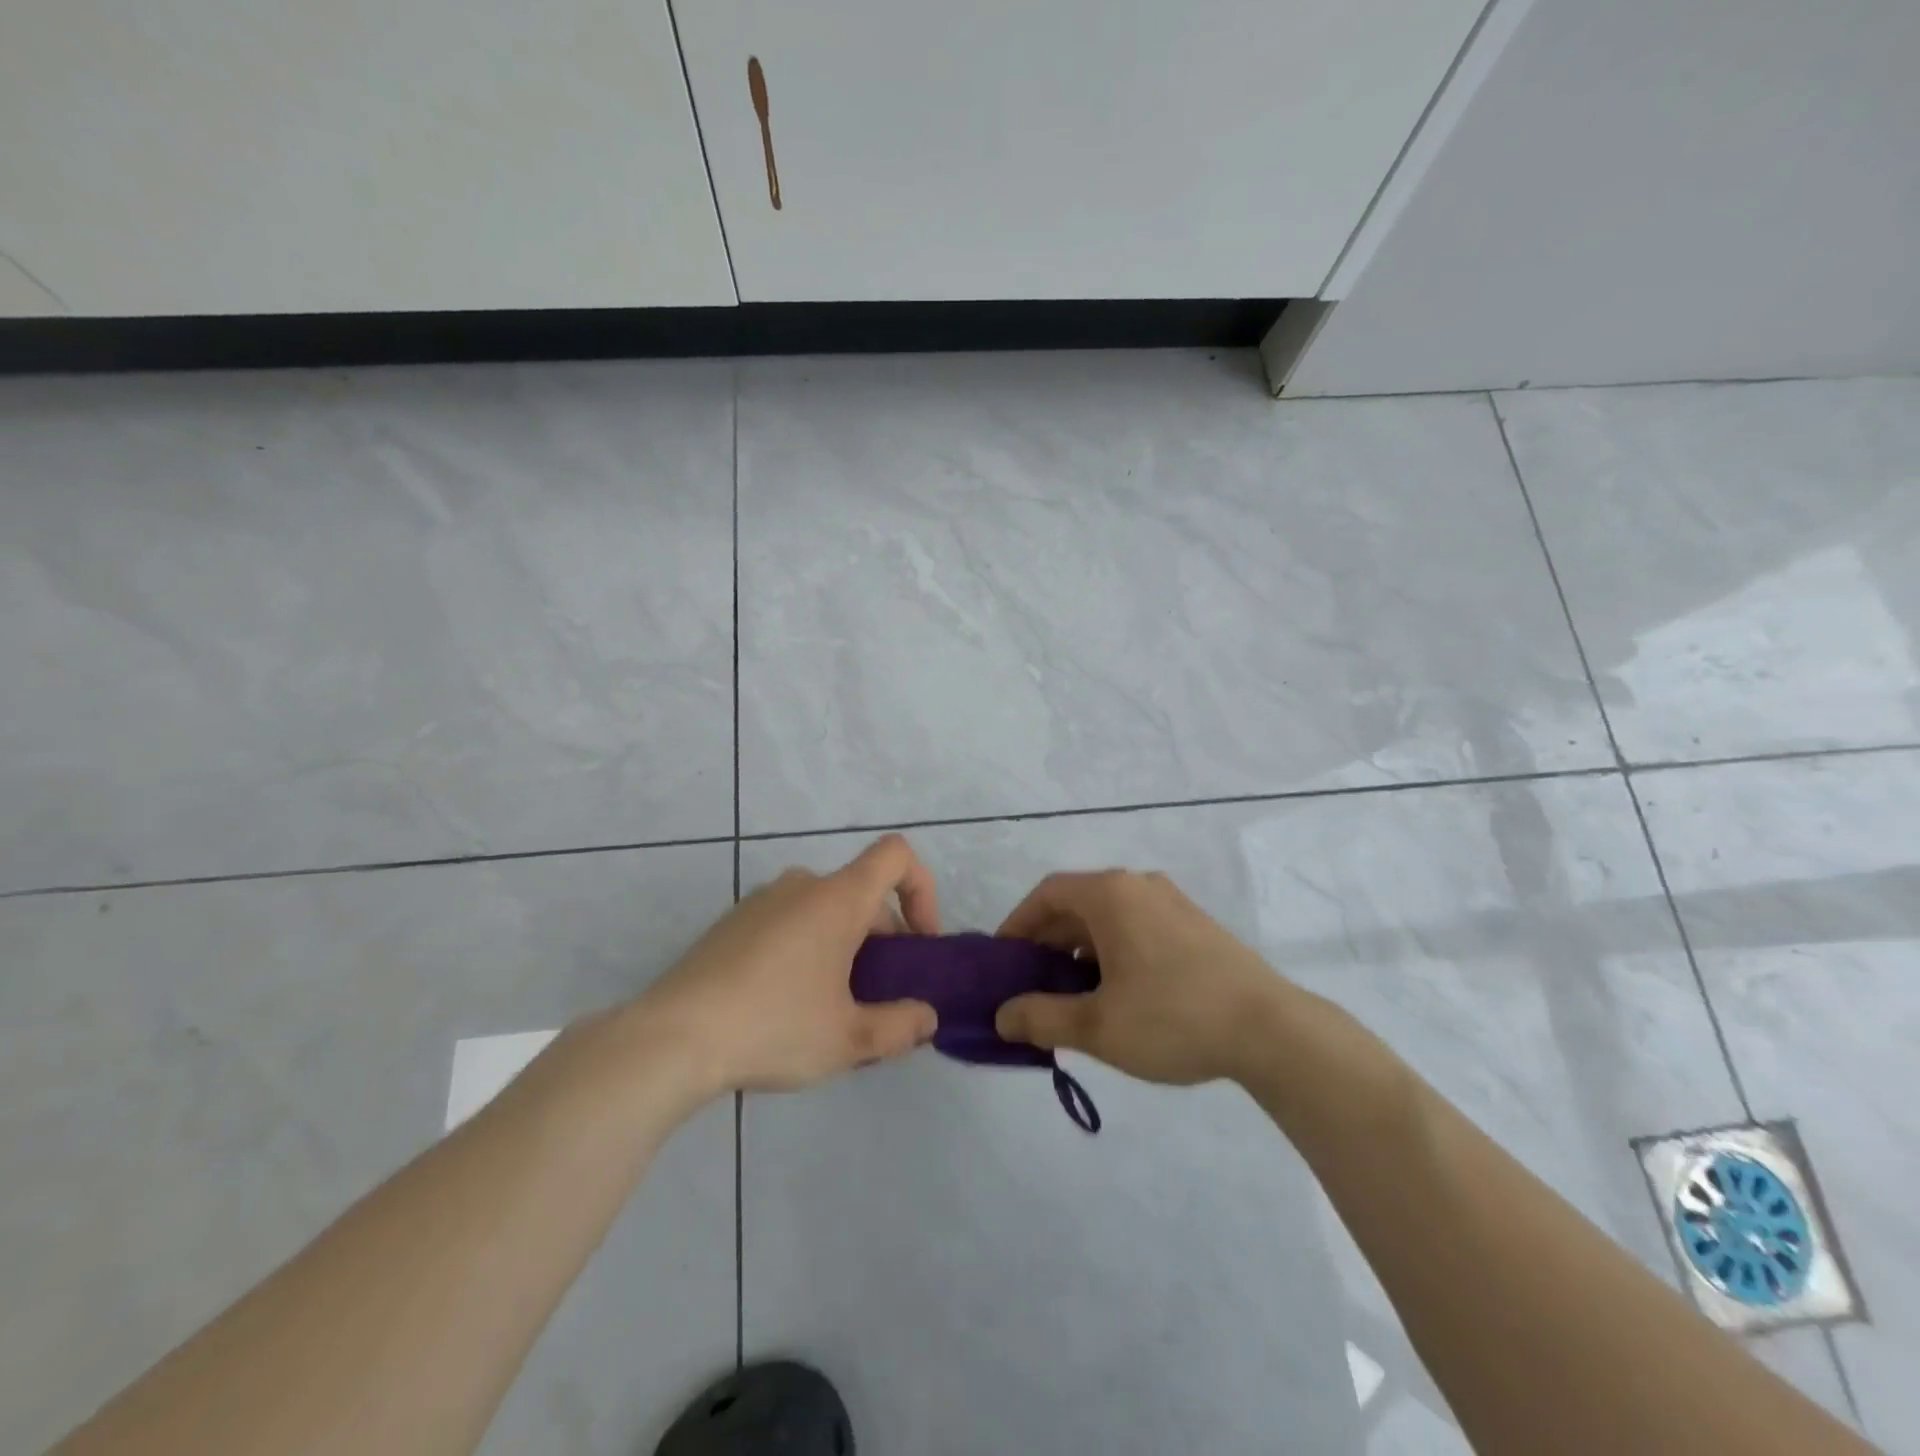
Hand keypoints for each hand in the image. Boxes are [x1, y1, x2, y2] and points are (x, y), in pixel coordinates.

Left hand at [638, 835, 941, 1094]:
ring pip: (824, 911)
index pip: (897, 855)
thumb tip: (926, 1018)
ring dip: (845, 947)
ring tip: (833, 1009)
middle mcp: (801, 885)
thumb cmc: (773, 1026)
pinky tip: (786, 1005)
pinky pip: (788, 923)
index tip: (920, 943)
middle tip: (878, 998)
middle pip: (862, 893)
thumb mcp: (849, 1039)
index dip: (922, 889)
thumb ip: (900, 1027)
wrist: (671, 1038)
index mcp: (837, 899)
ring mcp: (761, 901)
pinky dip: (807, 949)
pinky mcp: (732, 924)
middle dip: (884, 939)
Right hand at [994, 870, 1280, 1085]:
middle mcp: (1139, 886)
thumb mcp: (1098, 1026)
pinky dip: (1112, 949)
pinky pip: (1137, 925)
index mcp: (1111, 895)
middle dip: (1047, 940)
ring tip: (1071, 992)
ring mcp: (1172, 902)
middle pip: (1077, 902)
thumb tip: (1002, 1016)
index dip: (1017, 924)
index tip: (1003, 960)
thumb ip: (1041, 1018)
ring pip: (1109, 916)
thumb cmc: (1173, 1018)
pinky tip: (1117, 991)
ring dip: (1080, 947)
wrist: (1271, 1030)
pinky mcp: (1196, 924)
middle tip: (1031, 982)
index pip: (1047, 894)